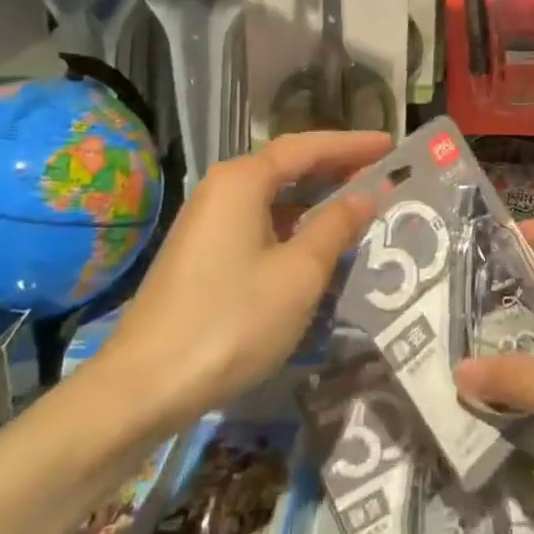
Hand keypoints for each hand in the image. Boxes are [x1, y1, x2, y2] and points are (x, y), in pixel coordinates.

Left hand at [96, 131, 390, 434]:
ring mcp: (207, 224)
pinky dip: (293, 225)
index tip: (390, 144)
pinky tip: (315, 246)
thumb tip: (364, 196)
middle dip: (335, 167)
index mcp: (243, 181)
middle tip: (380, 171)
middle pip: (287, 166)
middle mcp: (221, 190)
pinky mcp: (202, 256)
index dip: (351, 145)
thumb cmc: (231, 320)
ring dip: (315, 198)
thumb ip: (335, 226)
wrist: (142, 388)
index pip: (307, 147)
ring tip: (357, 205)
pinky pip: (259, 223)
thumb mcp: (299, 273)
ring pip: (273, 198)